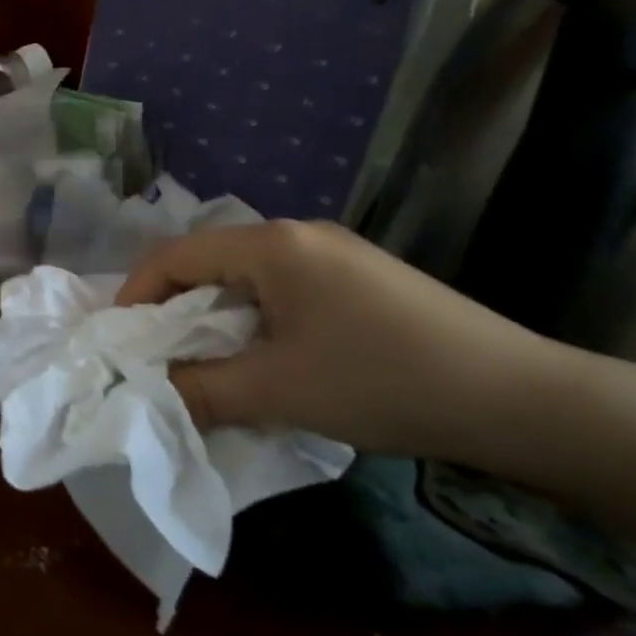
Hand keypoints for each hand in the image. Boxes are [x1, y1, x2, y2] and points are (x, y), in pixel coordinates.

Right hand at [115, 220, 566, 459]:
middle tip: (151, 356)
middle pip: (209, 262)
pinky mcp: (359, 281)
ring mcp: (334, 255)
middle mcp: (298, 235)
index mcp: (272, 245)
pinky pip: (282, 292)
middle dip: (172, 308)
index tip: (116, 339)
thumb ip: (198, 389)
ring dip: (213, 318)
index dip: (136, 293)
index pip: (176, 255)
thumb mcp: (277, 391)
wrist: (520, 399)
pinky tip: (260, 360)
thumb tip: (145, 392)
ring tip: (200, 364)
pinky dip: (252, 323)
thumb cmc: (383, 381)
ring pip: (245, 279)